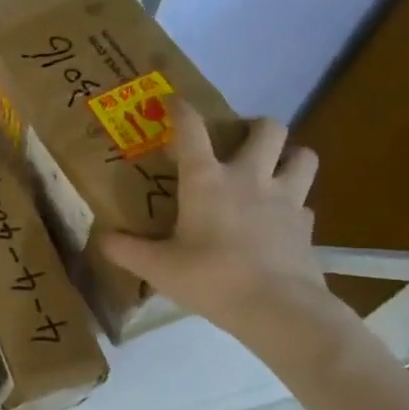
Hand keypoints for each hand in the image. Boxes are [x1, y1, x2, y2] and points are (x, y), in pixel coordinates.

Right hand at [100, 103, 333, 339]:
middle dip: (256, 126)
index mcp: (206, 181)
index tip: (172, 101)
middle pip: (268, 129)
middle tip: (239, 142)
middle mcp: (249, 178)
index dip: (181, 109)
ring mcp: (285, 199)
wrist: (278, 309)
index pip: (191, 129)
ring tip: (272, 170)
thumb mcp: (157, 267)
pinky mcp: (306, 226)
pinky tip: (278, 220)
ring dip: (289, 156)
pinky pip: (304, 203)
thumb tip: (102, 239)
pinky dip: (293, 204)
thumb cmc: (211, 278)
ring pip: (303, 156)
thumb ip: (125, 250)